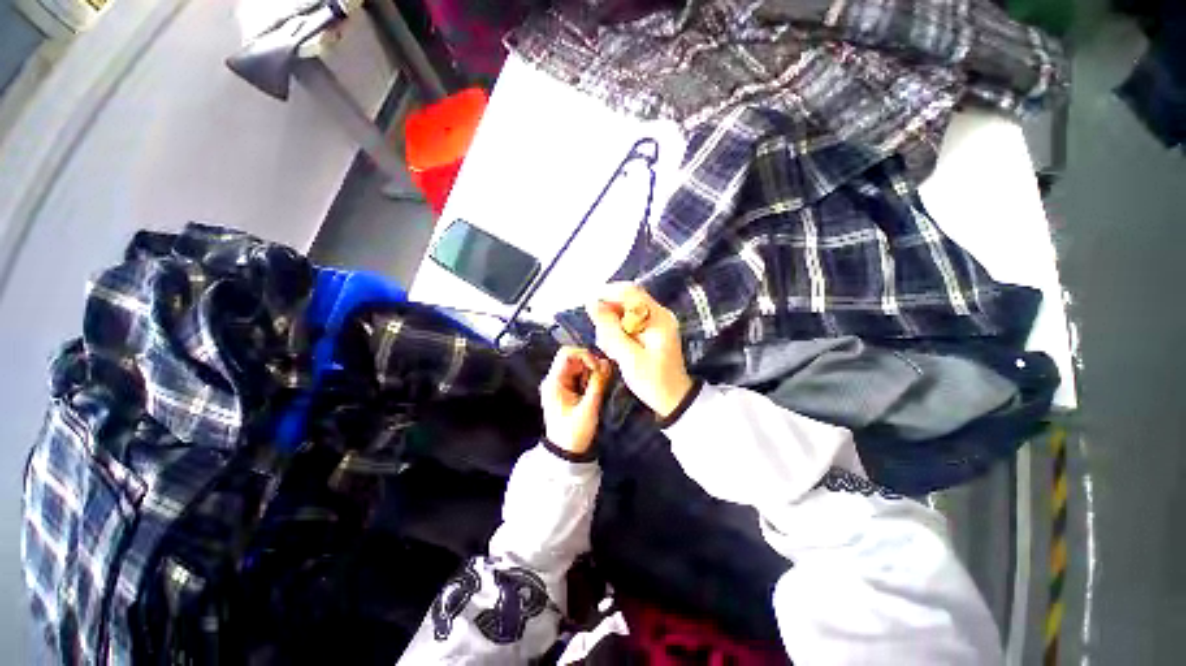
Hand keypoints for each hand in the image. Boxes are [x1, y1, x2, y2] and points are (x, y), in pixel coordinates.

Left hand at [540, 346, 611, 453]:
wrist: (566, 453)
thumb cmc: (574, 433)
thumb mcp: (589, 408)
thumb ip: (598, 384)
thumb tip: (606, 363)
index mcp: (554, 382)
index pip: (566, 353)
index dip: (584, 355)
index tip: (598, 367)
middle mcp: (554, 379)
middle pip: (574, 358)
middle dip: (590, 364)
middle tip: (602, 378)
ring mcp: (560, 384)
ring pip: (578, 366)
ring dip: (591, 372)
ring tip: (597, 388)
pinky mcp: (567, 389)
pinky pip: (580, 375)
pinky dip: (590, 378)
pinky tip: (594, 391)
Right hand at [588, 283, 693, 418]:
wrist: (673, 399)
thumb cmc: (653, 380)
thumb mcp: (628, 356)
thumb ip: (610, 329)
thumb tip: (592, 304)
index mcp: (658, 318)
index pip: (629, 292)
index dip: (606, 294)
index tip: (589, 307)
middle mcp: (658, 314)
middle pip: (626, 301)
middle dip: (609, 315)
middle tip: (603, 339)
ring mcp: (655, 322)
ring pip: (624, 312)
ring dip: (612, 327)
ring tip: (611, 349)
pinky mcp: (650, 331)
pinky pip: (628, 323)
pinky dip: (618, 333)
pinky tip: (616, 350)